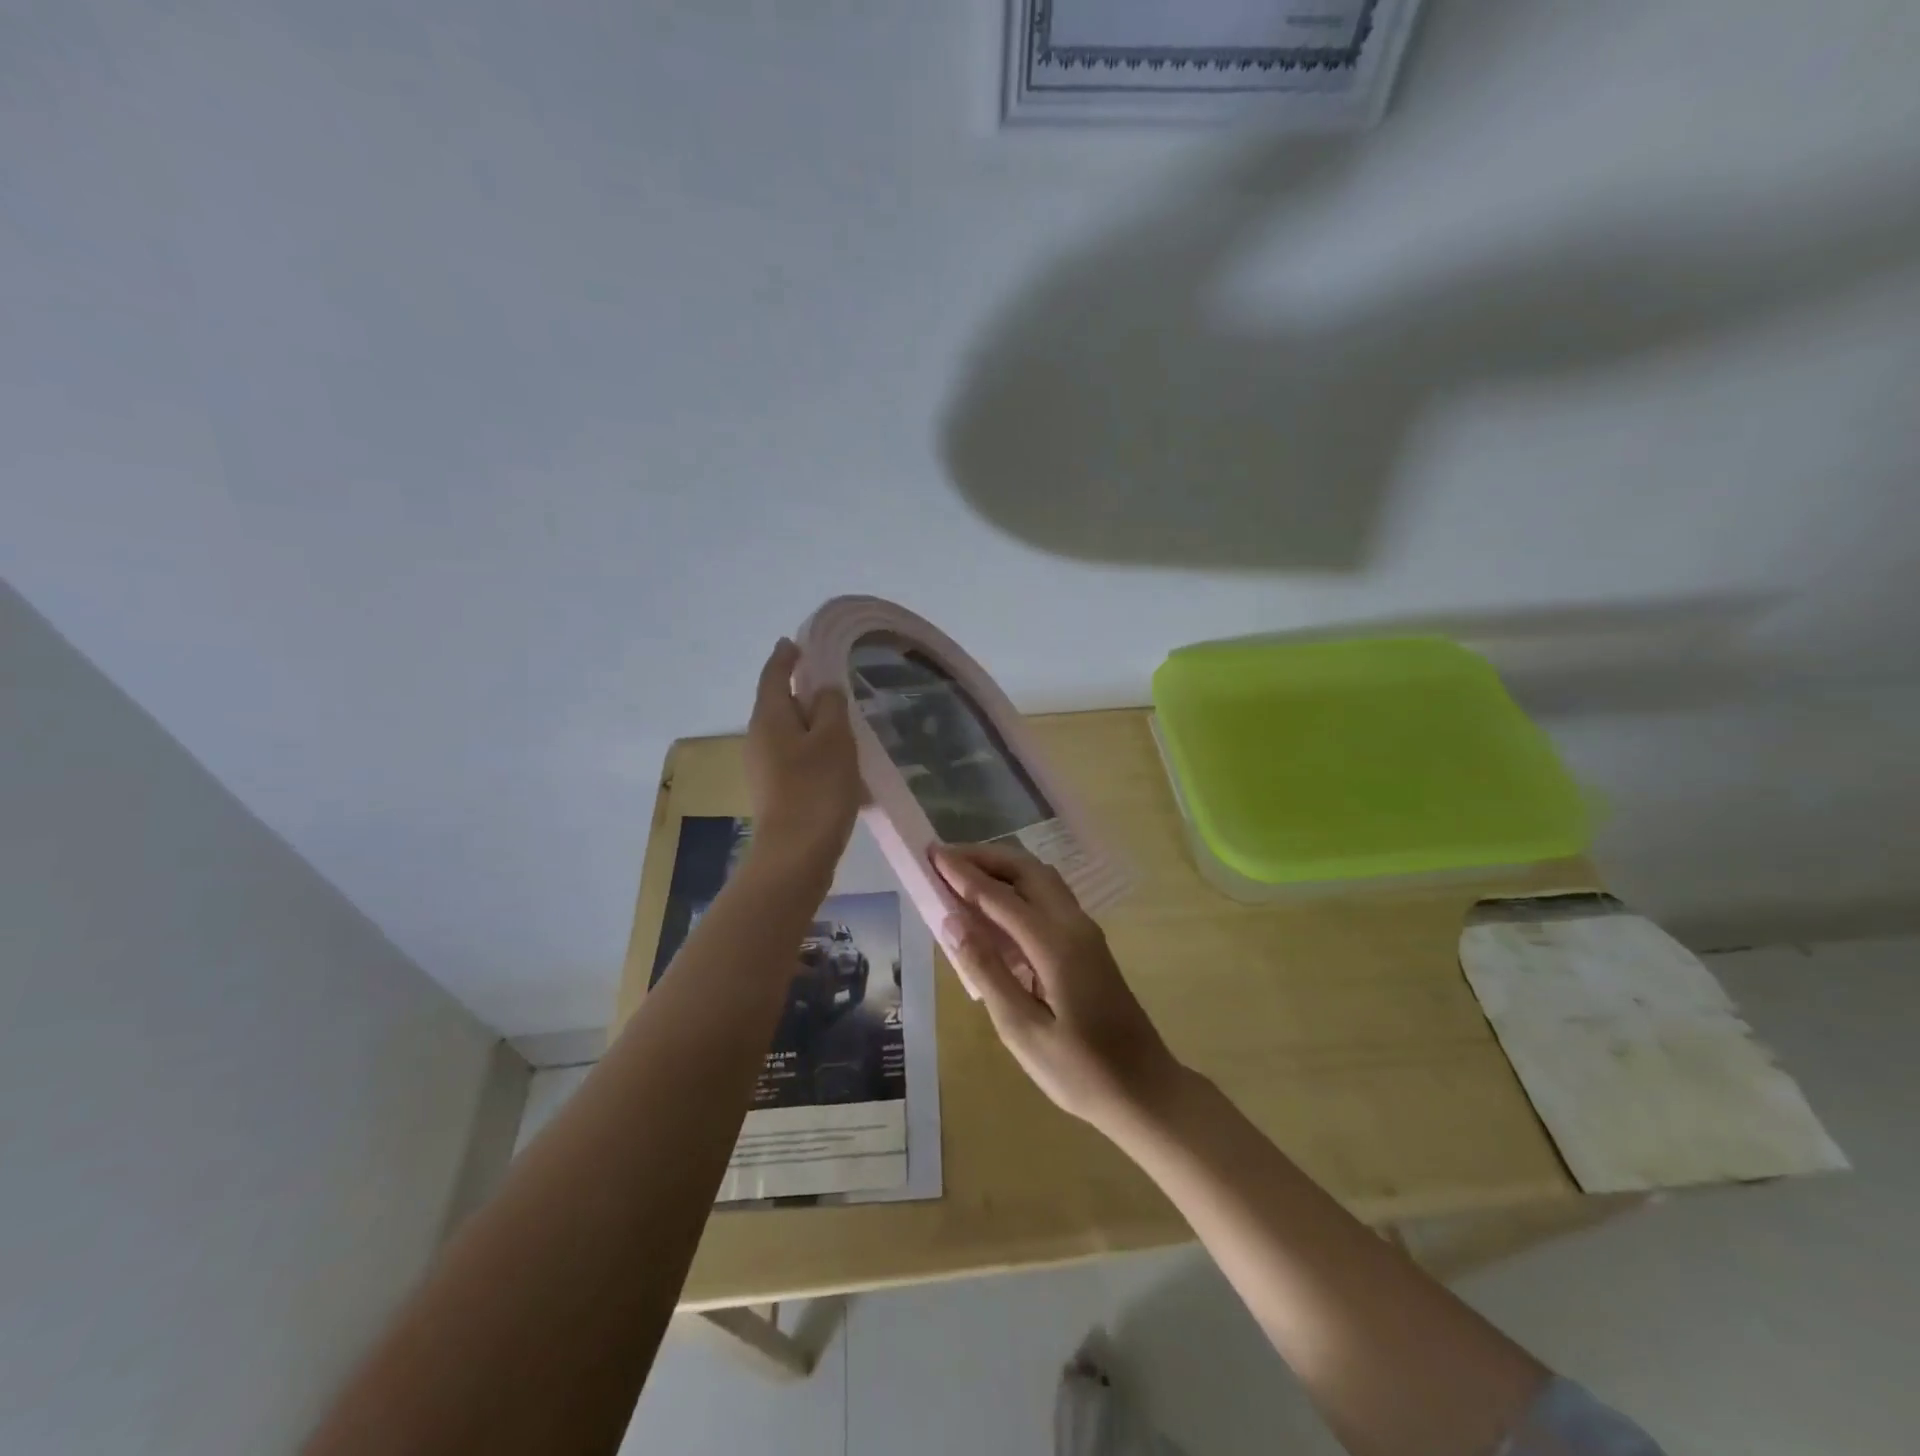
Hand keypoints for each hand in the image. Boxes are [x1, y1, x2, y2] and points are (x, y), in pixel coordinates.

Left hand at [743, 639, 861, 870]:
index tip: (797, 643)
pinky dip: (815, 751)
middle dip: (802, 692)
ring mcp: (764, 768)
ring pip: (789, 733)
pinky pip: (796, 759)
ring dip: (812, 724)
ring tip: (843, 723)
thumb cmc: (817, 788)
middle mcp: (759, 739)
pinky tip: (839, 762)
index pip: (774, 675)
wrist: (796, 854)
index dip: (786, 656)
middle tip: (832, 682)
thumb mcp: (834, 738)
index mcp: (769, 717)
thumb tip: (824, 689)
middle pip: (779, 704)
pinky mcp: (776, 791)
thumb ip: (831, 705)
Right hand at [932, 843, 1182, 1132]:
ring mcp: (1085, 931)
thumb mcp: (1022, 1031)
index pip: (999, 896)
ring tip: (964, 873)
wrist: (1144, 1089)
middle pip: (1026, 870)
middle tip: (944, 858)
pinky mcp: (1088, 944)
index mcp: (1056, 944)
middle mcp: (1073, 924)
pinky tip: (996, 907)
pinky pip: (1049, 897)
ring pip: (1041, 879)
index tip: (931, 854)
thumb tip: (953, 921)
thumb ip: (987, 970)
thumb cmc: (1080, 1071)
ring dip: (1002, 868)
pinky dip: (1018, 887)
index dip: (963, 874)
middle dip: (984, 858)